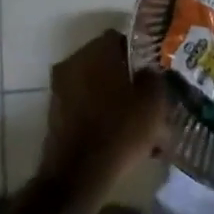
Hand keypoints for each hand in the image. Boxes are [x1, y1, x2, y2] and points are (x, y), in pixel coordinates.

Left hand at [41, 30, 167, 192]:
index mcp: (95, 52)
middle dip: (128, 75)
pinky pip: (87, 106)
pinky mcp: (57, 116)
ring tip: (140, 116)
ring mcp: (60, 90)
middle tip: (150, 91)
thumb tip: (148, 71)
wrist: (78, 176)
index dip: (141, 50)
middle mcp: (72, 64)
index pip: (120, 37)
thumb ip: (154, 76)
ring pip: (97, 85)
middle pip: (107, 62)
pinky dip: (103, 113)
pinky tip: (123, 132)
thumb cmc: (120, 130)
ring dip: (116, 96)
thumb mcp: (153, 100)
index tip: (156, 66)